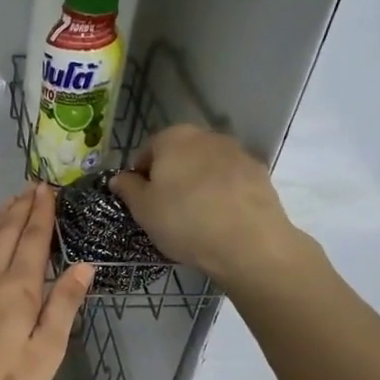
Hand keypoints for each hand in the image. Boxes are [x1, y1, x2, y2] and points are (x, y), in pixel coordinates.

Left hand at [0, 184, 94, 379]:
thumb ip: (63, 305)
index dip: (41, 213)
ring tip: (8, 205)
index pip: (32, 240)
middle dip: (20, 209)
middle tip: (30, 187)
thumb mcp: (46, 351)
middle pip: (4, 234)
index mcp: (17, 288)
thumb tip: (83, 266)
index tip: (48, 189)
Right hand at [111, 125, 313, 290]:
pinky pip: (230, 181)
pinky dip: (222, 193)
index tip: (141, 201)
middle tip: (166, 209)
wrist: (248, 243)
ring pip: (206, 167)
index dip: (140, 177)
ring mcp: (237, 152)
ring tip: (195, 217)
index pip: (147, 152)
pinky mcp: (259, 173)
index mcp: (173, 138)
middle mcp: (206, 136)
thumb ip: (128, 188)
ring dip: (198, 184)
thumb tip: (119, 178)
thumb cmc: (184, 221)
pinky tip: (220, 219)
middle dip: (171, 177)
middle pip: (179, 155)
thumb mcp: (143, 209)